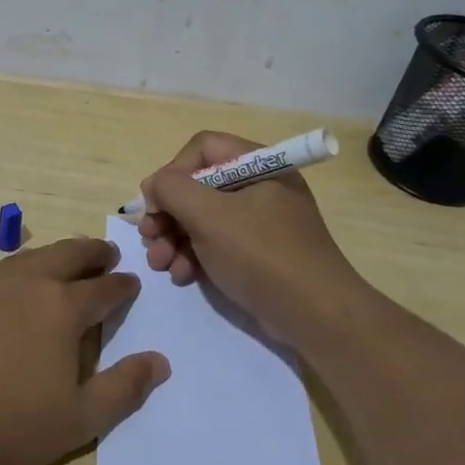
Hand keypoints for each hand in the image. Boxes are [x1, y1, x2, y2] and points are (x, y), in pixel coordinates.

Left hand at [0, 237, 170, 464]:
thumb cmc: (8, 424)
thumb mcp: (79, 418)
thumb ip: (123, 388)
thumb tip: (160, 362)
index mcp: (62, 308)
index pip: (103, 288)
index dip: (122, 285)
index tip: (132, 283)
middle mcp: (28, 285)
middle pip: (68, 255)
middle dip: (93, 252)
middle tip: (107, 254)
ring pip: (32, 257)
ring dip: (57, 254)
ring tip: (67, 260)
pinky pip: (2, 272)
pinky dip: (24, 268)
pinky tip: (18, 285)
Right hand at [136, 131, 365, 347]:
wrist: (315, 315)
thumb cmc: (261, 255)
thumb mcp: (209, 216)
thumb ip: (172, 190)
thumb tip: (153, 186)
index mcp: (257, 165)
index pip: (202, 149)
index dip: (173, 172)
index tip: (156, 204)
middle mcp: (258, 186)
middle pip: (198, 186)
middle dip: (168, 214)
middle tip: (149, 238)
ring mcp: (259, 222)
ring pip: (202, 218)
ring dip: (174, 239)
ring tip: (160, 264)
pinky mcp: (256, 253)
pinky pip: (216, 243)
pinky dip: (193, 256)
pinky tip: (181, 276)